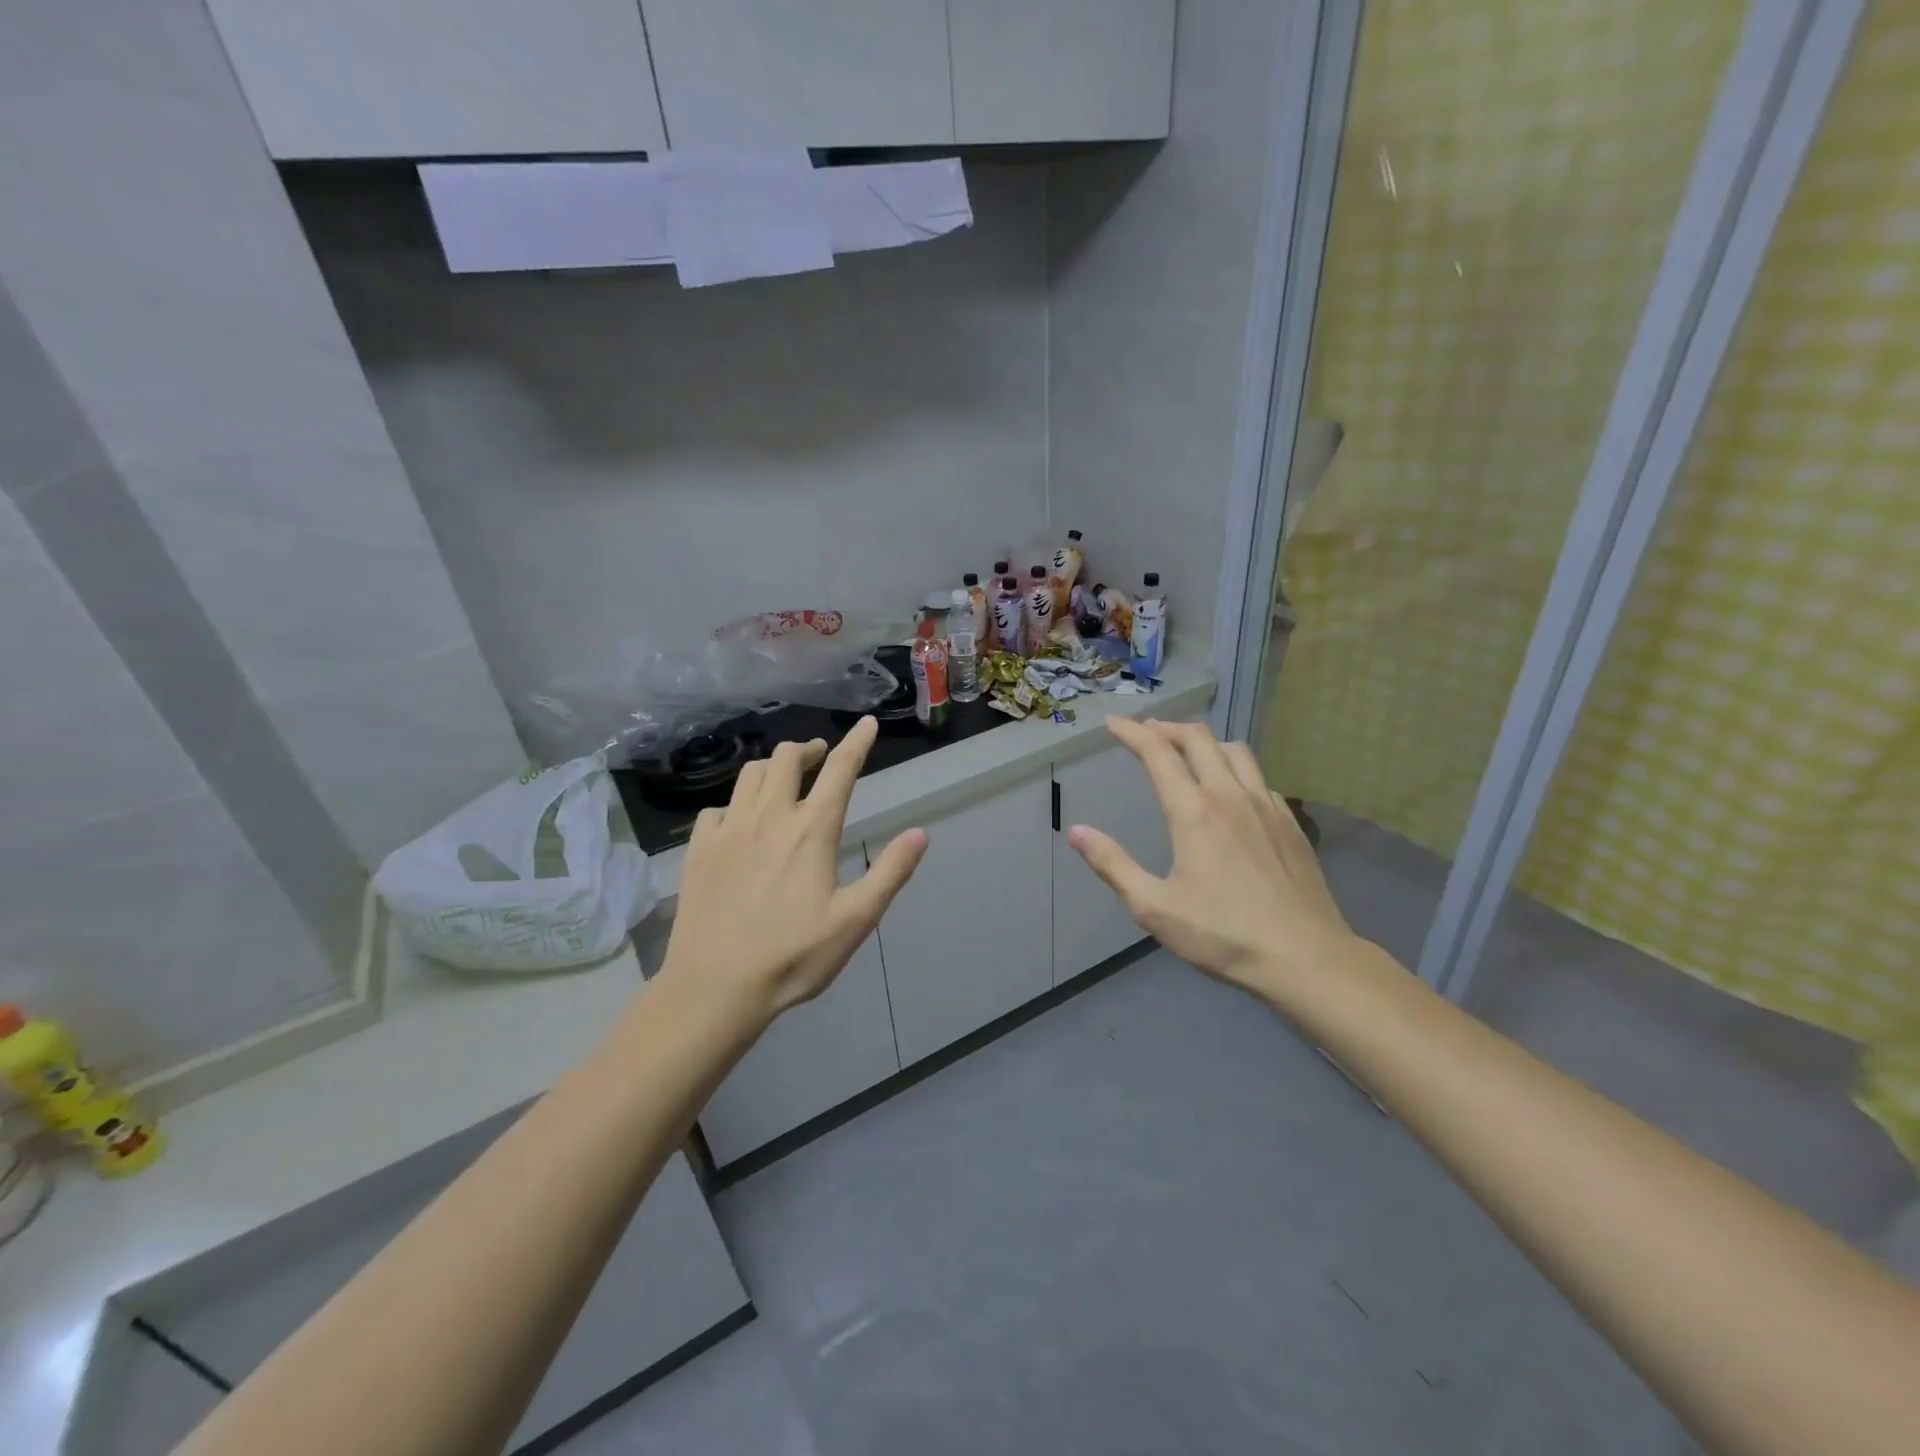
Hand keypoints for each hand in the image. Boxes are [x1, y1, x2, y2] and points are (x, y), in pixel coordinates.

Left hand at [658, 717, 927, 1026]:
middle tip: (820, 758)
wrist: (715, 987)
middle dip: (807, 749)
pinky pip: (716, 809)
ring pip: (749, 775)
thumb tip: (920, 833)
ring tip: (783, 781)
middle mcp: (769, 817)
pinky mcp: (699, 849)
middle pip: (786, 758)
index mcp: (811, 831)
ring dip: (771, 768)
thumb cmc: (794, 956)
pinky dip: (735, 805)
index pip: (839, 771)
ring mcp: (729, 830)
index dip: (857, 742)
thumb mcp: (856, 920)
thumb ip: (890, 873)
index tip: (867, 723)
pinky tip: (739, 823)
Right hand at [1066, 718, 1356, 996]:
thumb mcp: (1153, 907)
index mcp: (1193, 812)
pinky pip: (1258, 776)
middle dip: (1167, 728)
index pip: (1158, 753)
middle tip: (1146, 732)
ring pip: (1234, 750)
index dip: (1131, 733)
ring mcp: (1266, 805)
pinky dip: (1234, 767)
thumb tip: (1076, 831)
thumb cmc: (1222, 934)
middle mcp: (1230, 795)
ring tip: (1187, 751)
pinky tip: (1230, 790)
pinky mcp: (1290, 822)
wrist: (1305, 957)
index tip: (1113, 724)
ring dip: (1204, 741)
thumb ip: (1112, 865)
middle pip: (1198, 738)